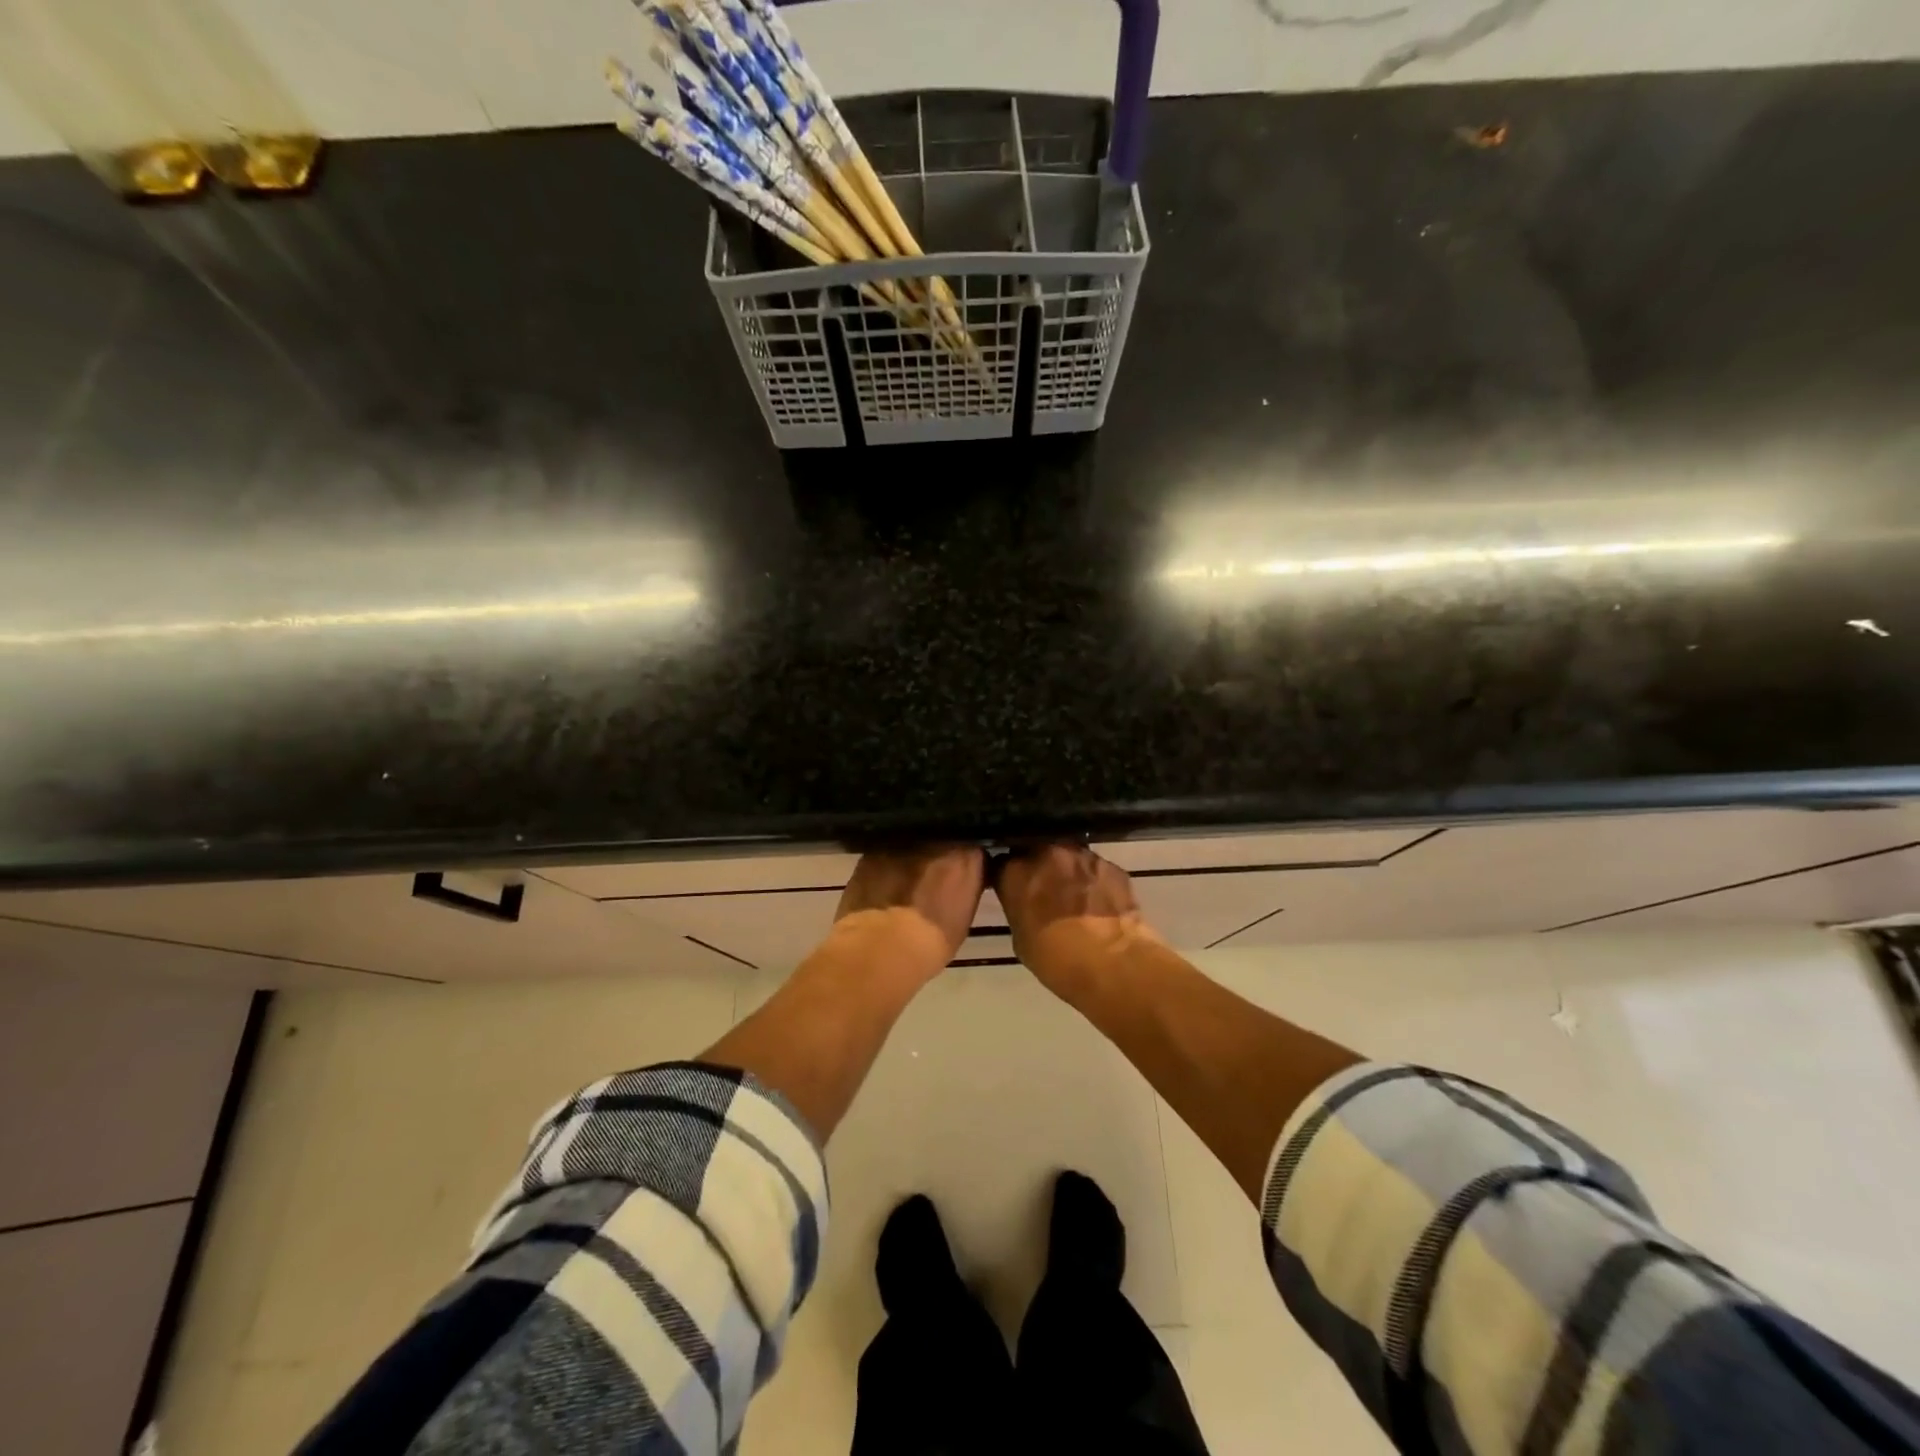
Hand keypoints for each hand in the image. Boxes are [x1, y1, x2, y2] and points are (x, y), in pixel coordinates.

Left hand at [833, 846, 985, 977]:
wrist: (884, 945)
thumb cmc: (932, 940)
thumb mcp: (963, 917)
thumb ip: (963, 889)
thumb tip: (955, 884)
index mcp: (965, 857)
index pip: (971, 851)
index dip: (962, 865)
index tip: (957, 879)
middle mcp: (935, 841)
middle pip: (939, 843)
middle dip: (936, 857)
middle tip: (929, 882)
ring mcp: (900, 844)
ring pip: (910, 847)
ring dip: (909, 860)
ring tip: (903, 885)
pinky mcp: (871, 852)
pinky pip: (883, 855)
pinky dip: (884, 867)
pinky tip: (880, 887)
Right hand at [995, 844, 1159, 998]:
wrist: (1114, 964)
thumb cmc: (1058, 960)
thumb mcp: (1021, 939)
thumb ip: (1019, 910)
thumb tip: (1026, 905)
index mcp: (1016, 872)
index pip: (1002, 864)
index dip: (1008, 878)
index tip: (1013, 891)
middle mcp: (1047, 853)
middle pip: (1036, 851)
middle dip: (1038, 868)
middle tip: (1044, 892)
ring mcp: (1082, 855)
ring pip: (1067, 856)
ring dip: (1066, 871)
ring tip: (1075, 897)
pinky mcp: (1112, 865)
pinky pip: (1095, 868)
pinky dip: (1093, 881)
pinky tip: (1099, 902)